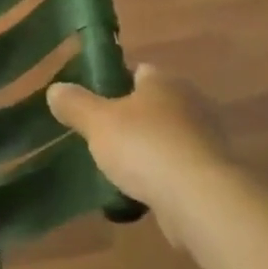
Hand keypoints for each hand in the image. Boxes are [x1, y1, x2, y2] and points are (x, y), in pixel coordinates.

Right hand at [47, 64, 233, 248]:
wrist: (200, 198)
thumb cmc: (145, 146)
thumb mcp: (98, 122)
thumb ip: (76, 104)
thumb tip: (55, 89)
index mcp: (164, 80)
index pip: (139, 71)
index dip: (115, 84)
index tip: (95, 105)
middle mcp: (190, 101)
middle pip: (153, 105)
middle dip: (131, 121)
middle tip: (103, 140)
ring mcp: (205, 138)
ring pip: (167, 137)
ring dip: (148, 151)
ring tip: (119, 171)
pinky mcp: (212, 173)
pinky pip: (179, 168)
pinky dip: (162, 178)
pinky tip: (142, 194)